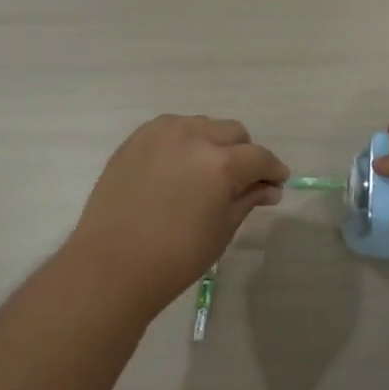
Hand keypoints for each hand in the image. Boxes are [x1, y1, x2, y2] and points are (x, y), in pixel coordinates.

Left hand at [66, 115, 287, 309]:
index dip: (273, 170)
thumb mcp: (222, 229)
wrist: (112, 264)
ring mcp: (161, 133)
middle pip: (234, 132)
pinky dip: (184, 141)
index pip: (260, 157)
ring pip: (203, 125)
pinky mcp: (136, 138)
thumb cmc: (175, 257)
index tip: (276, 184)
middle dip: (245, 154)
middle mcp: (194, 137)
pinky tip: (179, 166)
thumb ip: (248, 199)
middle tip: (242, 181)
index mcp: (221, 163)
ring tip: (207, 171)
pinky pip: (172, 128)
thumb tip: (270, 188)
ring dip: (214, 142)